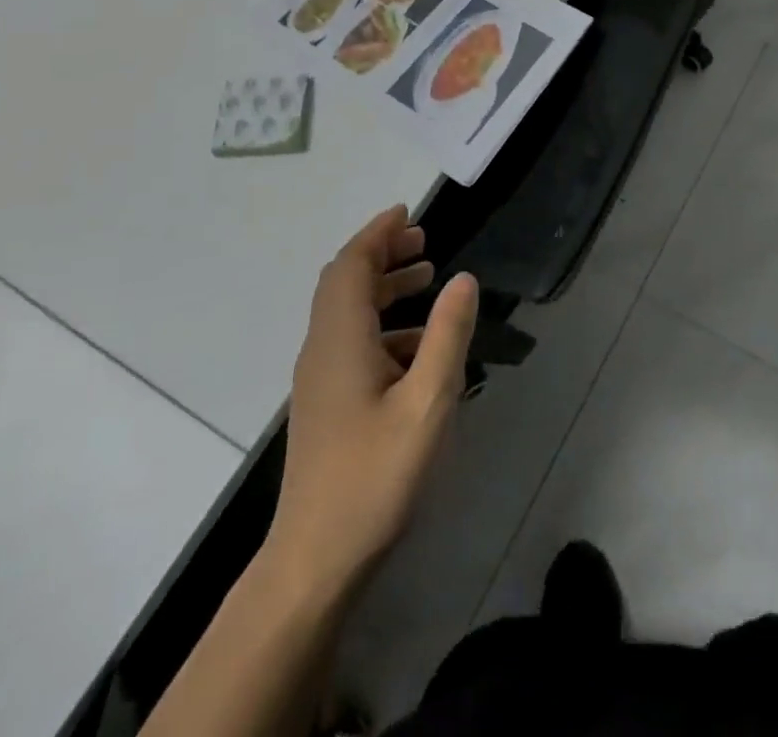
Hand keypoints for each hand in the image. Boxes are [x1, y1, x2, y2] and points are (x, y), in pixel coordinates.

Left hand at [268, 206, 478, 600]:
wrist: (314, 562)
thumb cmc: (374, 478)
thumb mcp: (428, 403)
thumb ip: (447, 335)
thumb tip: (464, 279)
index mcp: (341, 340)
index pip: (351, 265)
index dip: (377, 233)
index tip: (408, 214)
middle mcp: (322, 350)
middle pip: (344, 282)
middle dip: (381, 254)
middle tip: (422, 242)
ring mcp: (319, 380)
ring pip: (347, 312)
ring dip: (383, 287)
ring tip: (426, 280)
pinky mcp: (325, 405)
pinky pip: (351, 342)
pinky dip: (383, 325)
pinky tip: (418, 347)